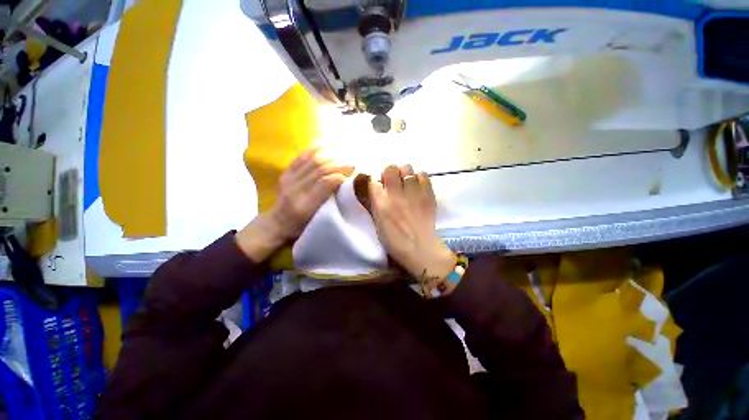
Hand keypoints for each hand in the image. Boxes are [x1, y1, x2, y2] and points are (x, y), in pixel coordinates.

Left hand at [236, 148, 352, 261]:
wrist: (277, 224)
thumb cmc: (301, 227)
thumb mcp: (318, 220)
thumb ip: (330, 203)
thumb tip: (343, 182)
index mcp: (305, 206)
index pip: (325, 183)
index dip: (340, 176)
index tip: (352, 175)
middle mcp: (295, 190)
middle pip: (320, 170)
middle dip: (338, 164)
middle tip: (352, 164)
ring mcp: (288, 180)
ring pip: (312, 161)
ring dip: (330, 157)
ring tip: (342, 157)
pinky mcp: (285, 174)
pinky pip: (300, 157)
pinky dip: (313, 150)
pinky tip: (324, 145)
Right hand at [369, 165, 455, 281]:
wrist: (420, 248)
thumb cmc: (395, 240)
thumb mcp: (378, 222)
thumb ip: (376, 203)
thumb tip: (377, 189)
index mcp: (381, 203)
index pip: (372, 180)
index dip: (374, 181)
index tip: (378, 185)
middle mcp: (395, 194)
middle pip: (390, 168)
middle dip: (389, 173)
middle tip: (393, 182)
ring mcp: (413, 192)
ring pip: (407, 168)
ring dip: (404, 173)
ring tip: (406, 183)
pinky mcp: (428, 194)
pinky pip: (423, 174)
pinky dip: (419, 177)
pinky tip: (417, 186)